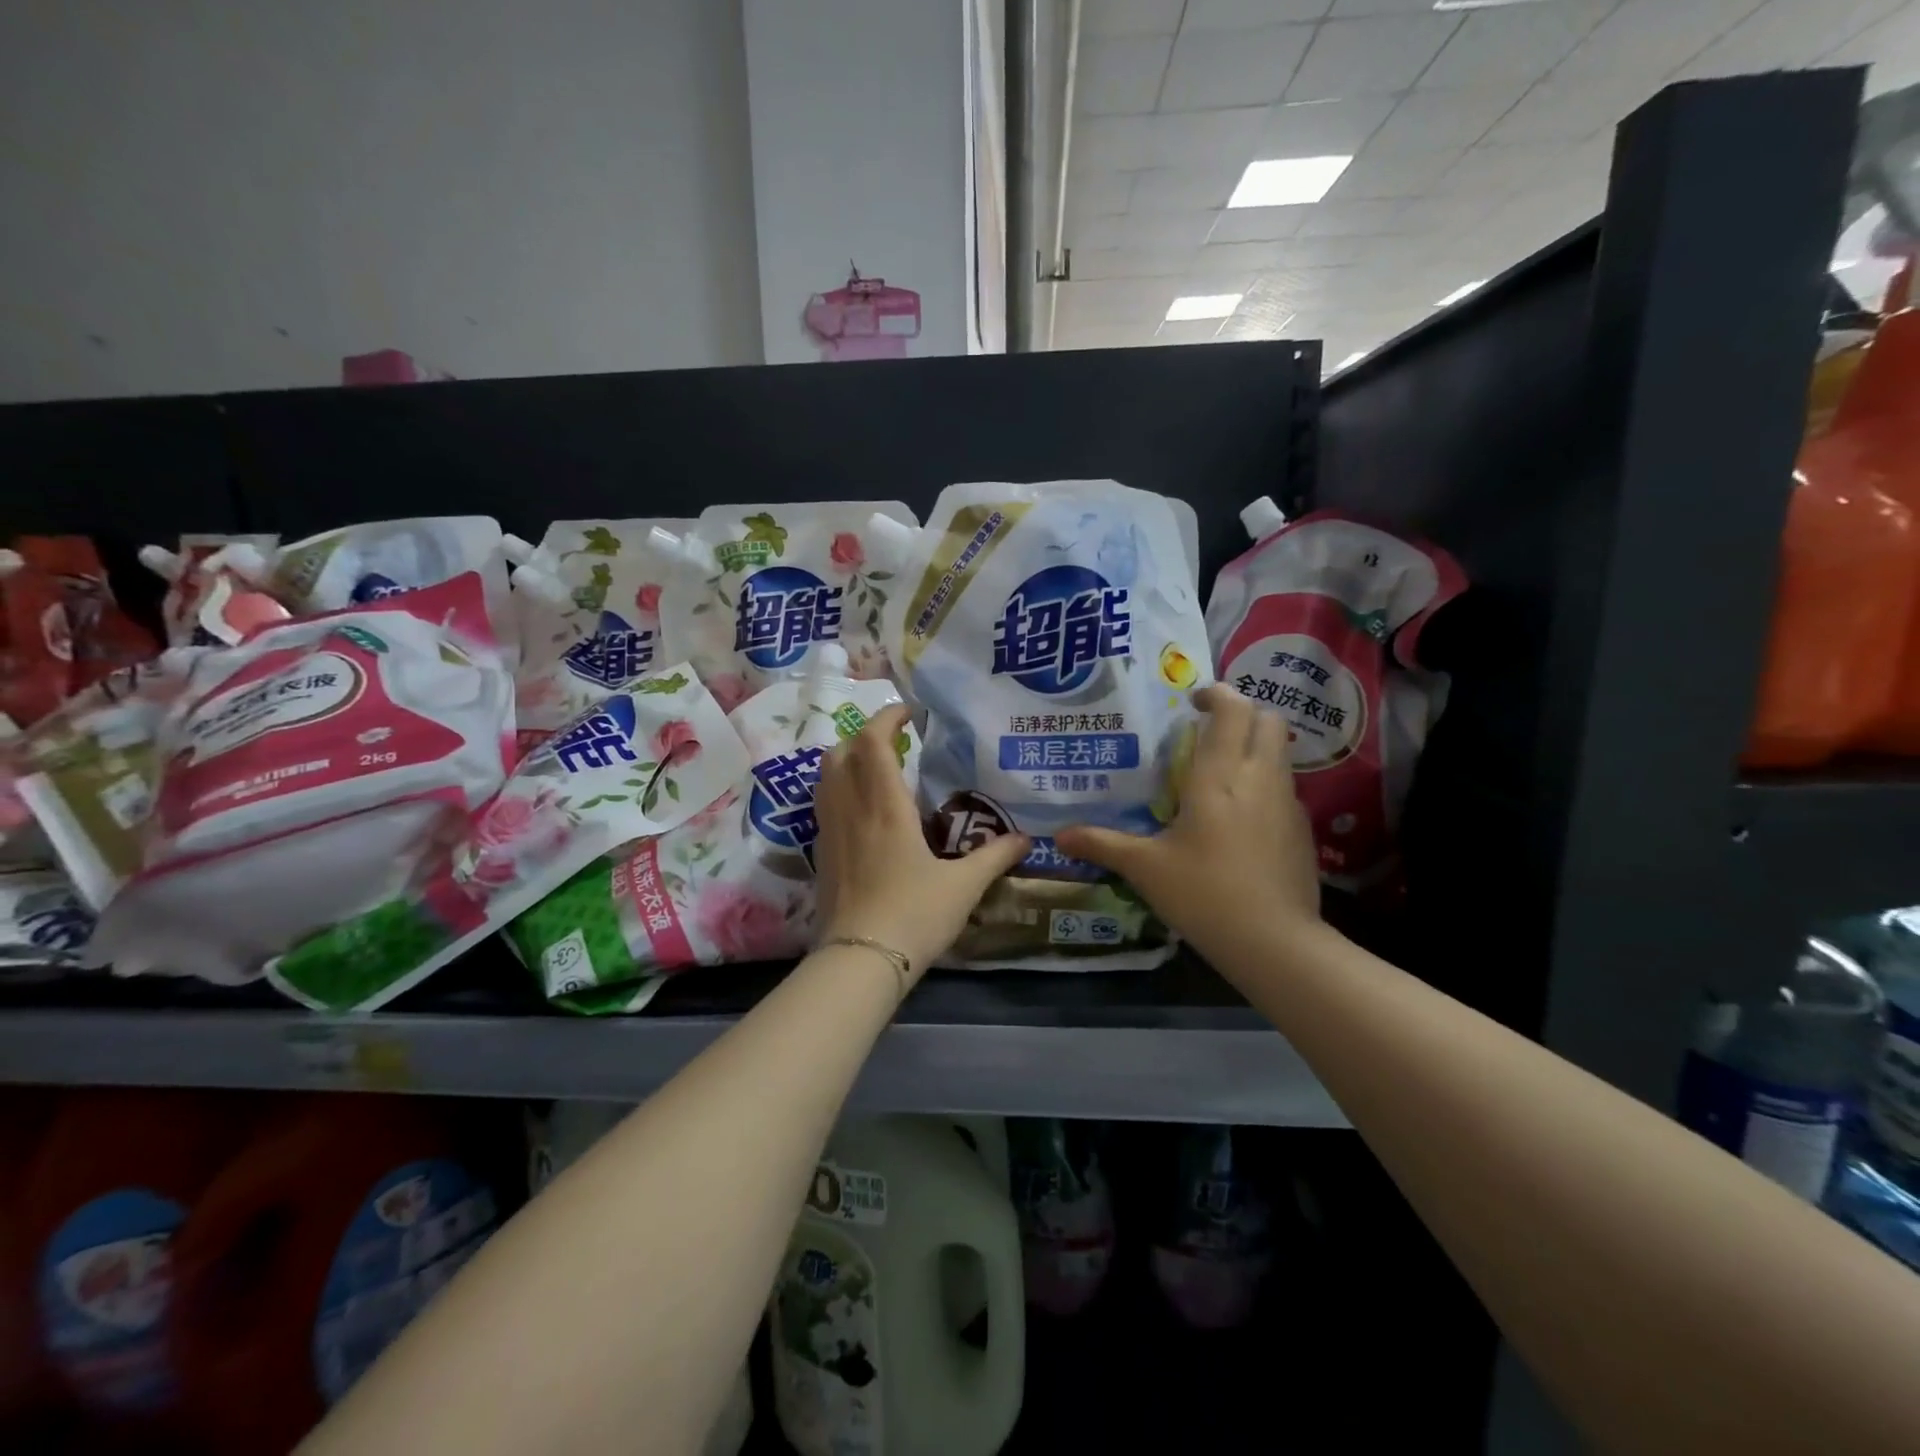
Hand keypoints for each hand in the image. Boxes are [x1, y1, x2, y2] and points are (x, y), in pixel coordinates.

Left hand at [812, 704, 1030, 981]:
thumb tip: (1026, 839)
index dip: (887, 718)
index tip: (909, 714)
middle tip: (896, 743)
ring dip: (848, 760)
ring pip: (825, 777)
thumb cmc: (914, 915)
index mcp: (884, 806)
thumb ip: (994, 857)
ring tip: (879, 771)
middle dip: (864, 736)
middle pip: (840, 751)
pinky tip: (864, 813)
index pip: (872, 742)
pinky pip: (824, 805)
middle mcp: (850, 809)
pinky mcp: (821, 855)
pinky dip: (840, 790)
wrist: (860, 961)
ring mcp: (829, 832)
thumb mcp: (964, 886)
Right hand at [1055, 684, 1321, 963]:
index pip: (1233, 709)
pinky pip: (1284, 788)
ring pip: (1281, 753)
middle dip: (1242, 713)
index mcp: (1220, 776)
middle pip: (1268, 719)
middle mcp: (1260, 778)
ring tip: (1219, 773)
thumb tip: (1059, 837)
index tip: (1193, 701)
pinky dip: (1264, 784)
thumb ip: (1102, 844)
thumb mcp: (1144, 868)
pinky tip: (1239, 819)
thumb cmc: (1204, 894)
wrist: (1275, 943)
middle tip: (1208, 731)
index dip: (1217, 693)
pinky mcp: (1302, 831)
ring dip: (1254, 747)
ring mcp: (1288, 804)